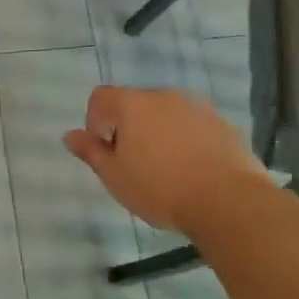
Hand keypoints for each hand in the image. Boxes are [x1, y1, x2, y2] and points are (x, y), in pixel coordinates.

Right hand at [64, 85, 264, 235]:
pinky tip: (192, 170)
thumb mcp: (115, 176)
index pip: (101, 97)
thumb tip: (70, 136)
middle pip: (135, 104)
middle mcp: (164, 96)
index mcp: (132, 104)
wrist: (228, 201)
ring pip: (167, 114)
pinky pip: (194, 126)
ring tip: (166, 169)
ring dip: (159, 133)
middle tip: (134, 164)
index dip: (95, 120)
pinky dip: (187, 140)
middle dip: (129, 128)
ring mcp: (197, 107)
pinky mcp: (223, 124)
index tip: (105, 150)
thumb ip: (91, 152)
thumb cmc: (160, 188)